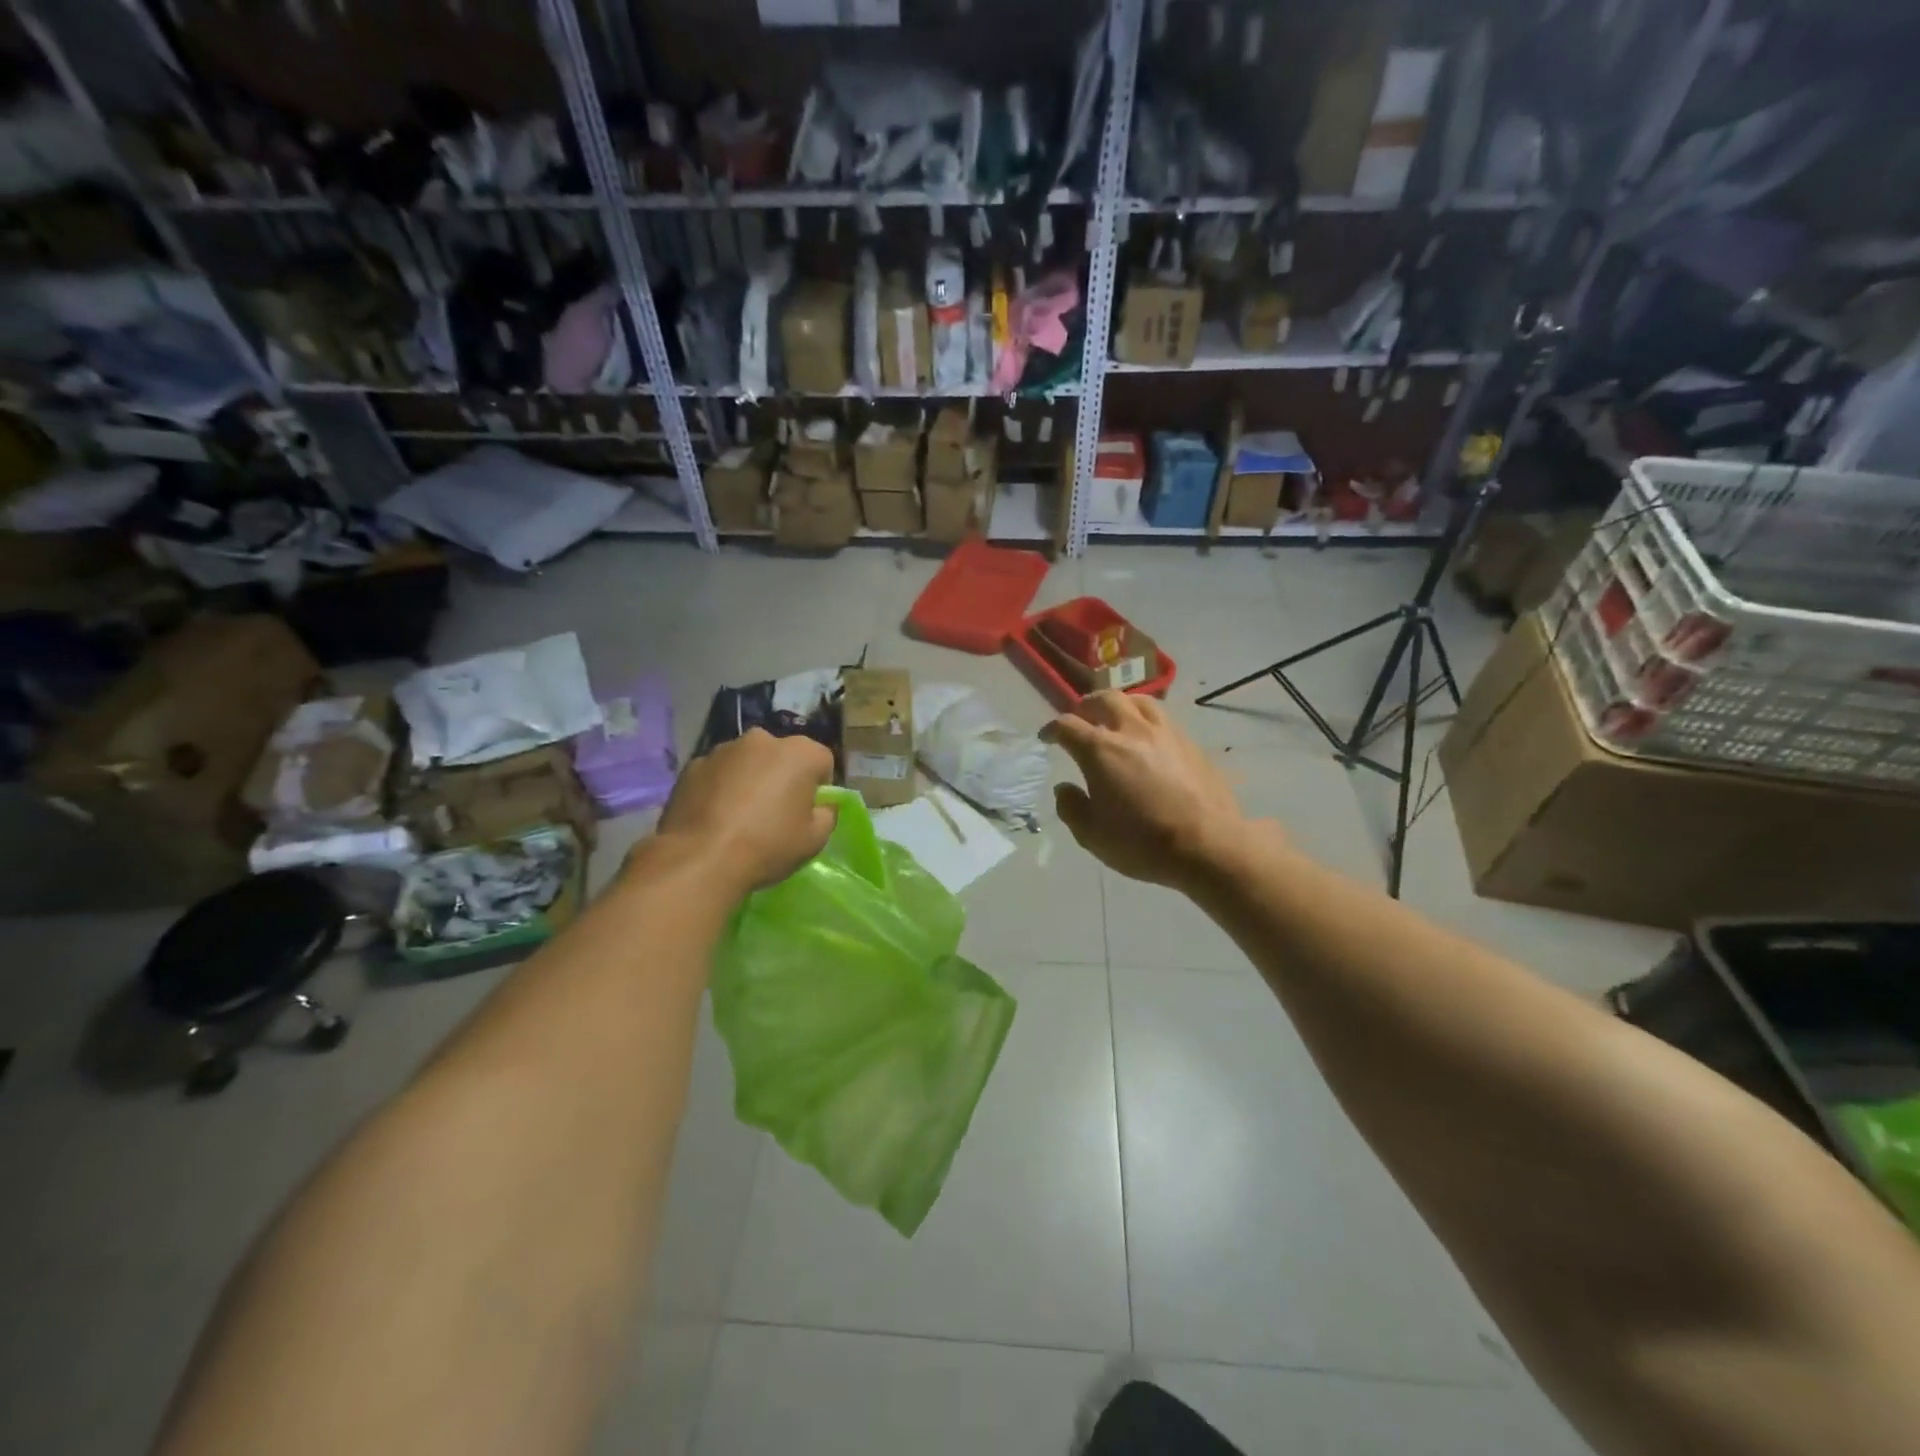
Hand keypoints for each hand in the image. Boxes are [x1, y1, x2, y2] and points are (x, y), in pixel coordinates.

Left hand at [650, 729, 836, 892]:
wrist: (701, 858)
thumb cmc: (768, 845)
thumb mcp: (815, 840)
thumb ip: (826, 814)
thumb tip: (820, 806)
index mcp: (800, 752)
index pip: (822, 761)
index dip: (819, 787)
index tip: (808, 811)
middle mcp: (763, 740)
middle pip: (782, 756)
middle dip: (782, 777)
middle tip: (775, 812)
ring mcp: (724, 749)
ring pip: (748, 762)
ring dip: (750, 779)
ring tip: (740, 816)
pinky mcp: (693, 764)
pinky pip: (718, 773)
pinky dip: (720, 787)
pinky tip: (715, 816)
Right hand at [1041, 692, 1262, 891]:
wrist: (1208, 845)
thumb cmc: (1142, 843)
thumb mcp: (1092, 835)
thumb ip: (1071, 807)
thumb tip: (1065, 788)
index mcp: (1100, 751)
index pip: (1067, 726)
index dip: (1052, 729)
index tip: (1047, 738)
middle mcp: (1131, 731)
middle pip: (1104, 699)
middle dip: (1086, 706)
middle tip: (1080, 719)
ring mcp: (1165, 733)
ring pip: (1138, 701)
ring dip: (1120, 705)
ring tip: (1116, 719)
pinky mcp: (1191, 743)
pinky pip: (1163, 719)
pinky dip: (1146, 721)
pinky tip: (1148, 739)